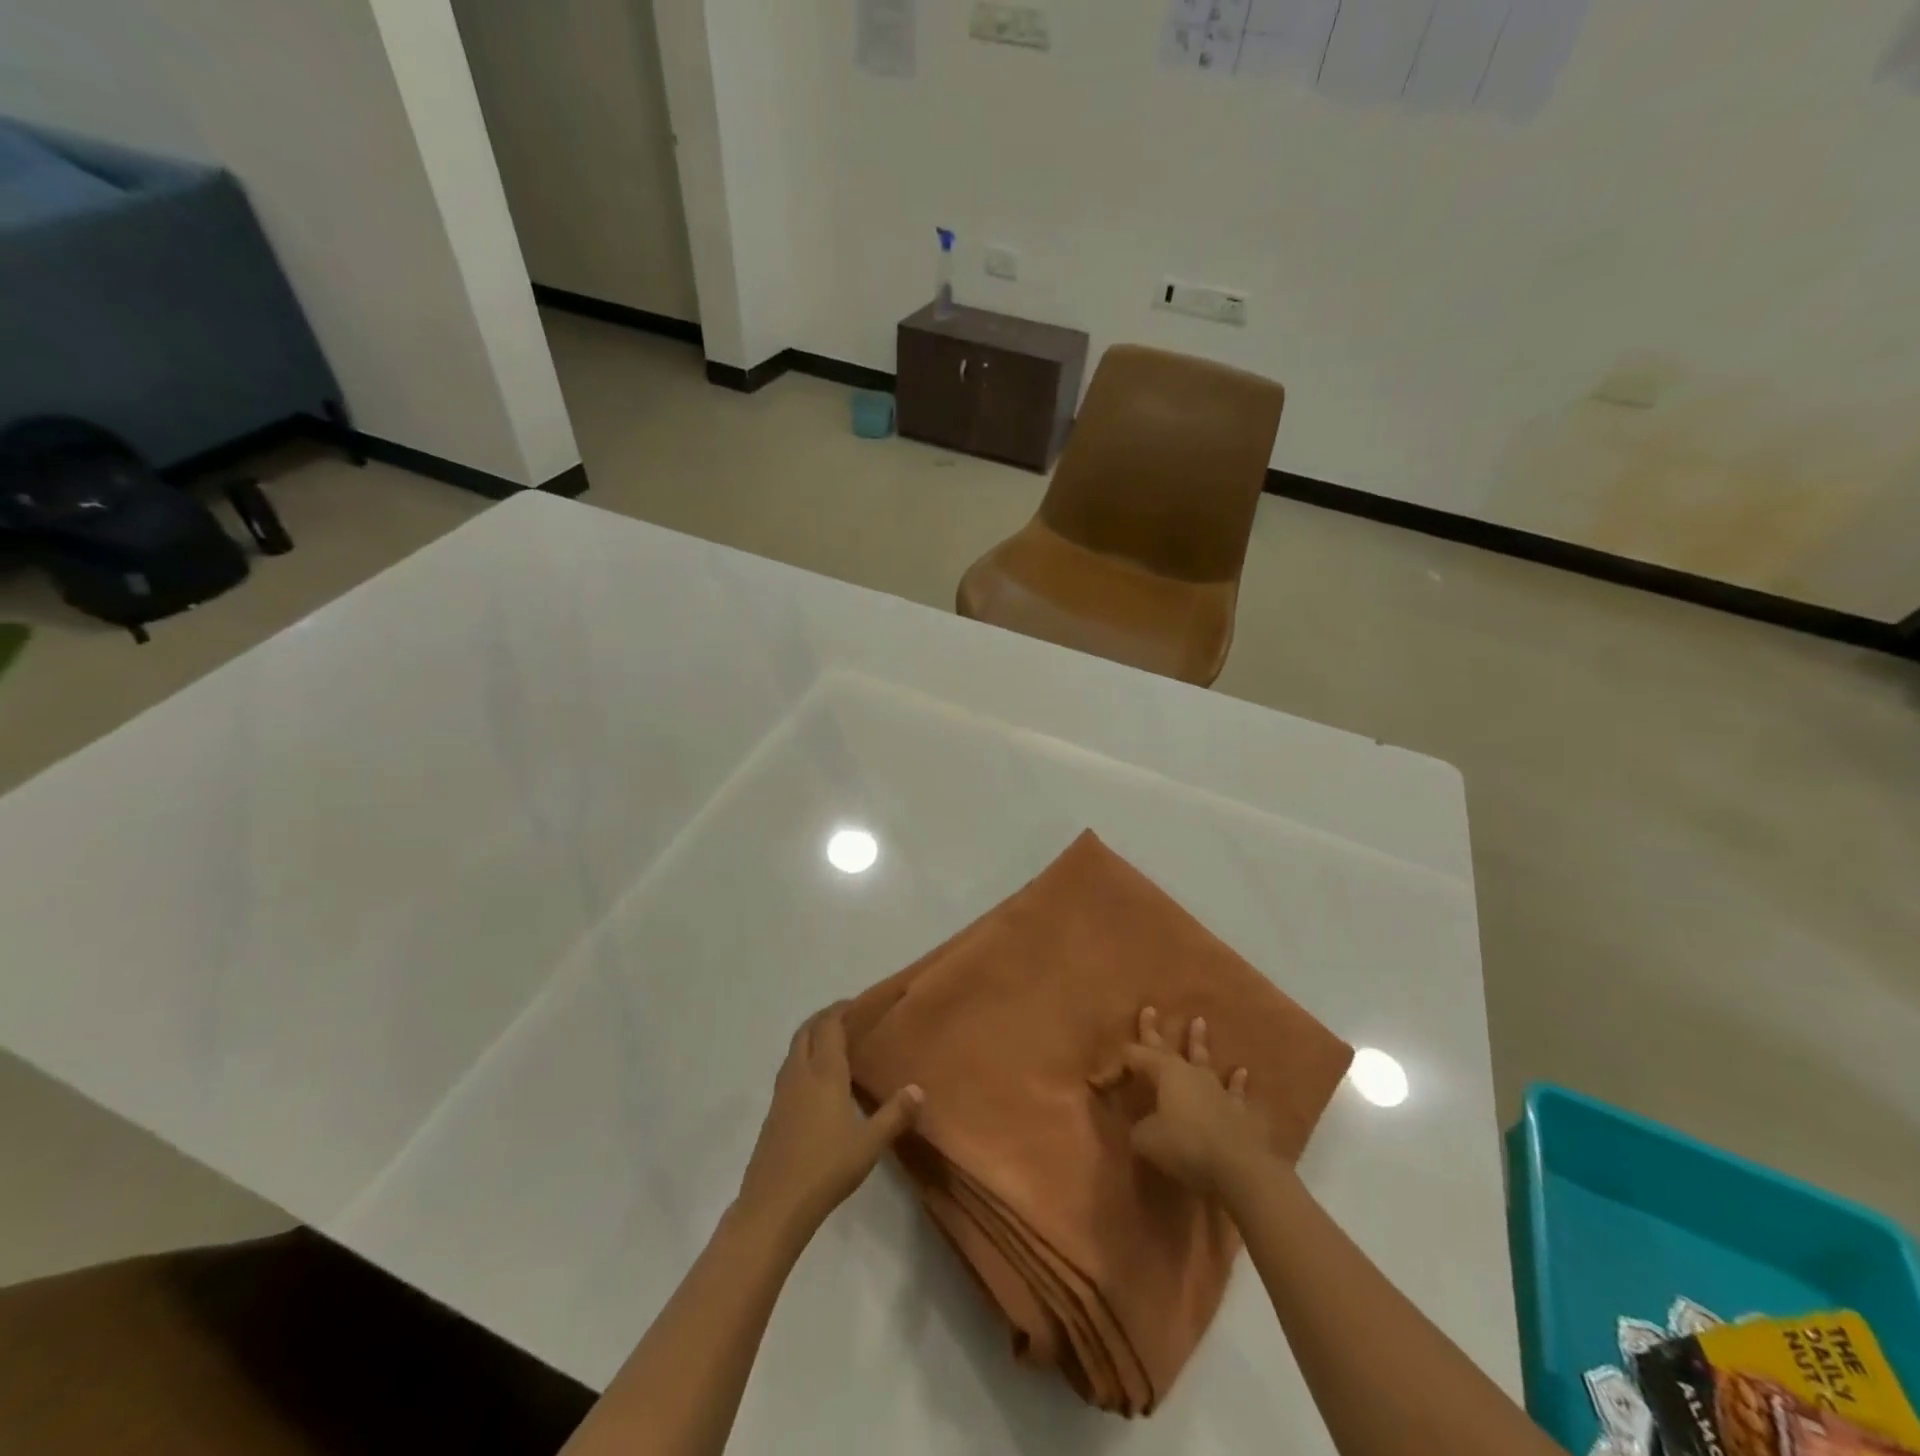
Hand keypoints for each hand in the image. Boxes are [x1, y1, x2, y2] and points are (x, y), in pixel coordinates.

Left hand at [734, 1004, 922, 1242]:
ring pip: (794, 1050)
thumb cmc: (825, 1169)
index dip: (841, 1009)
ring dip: (810, 1037)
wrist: (773, 1207)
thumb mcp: (869, 1144)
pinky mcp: (772, 1113)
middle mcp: (799, 1074)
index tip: (857, 1004)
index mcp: (824, 1073)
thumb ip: (895, 1114)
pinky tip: (816, 1082)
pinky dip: (802, 1060)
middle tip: (846, 1018)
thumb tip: (918, 1089)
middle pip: (806, 1031)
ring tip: (832, 1044)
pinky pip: (788, 1070)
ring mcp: (781, 1094)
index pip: (829, 1026)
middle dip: (823, 1018)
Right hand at [1092, 1006, 1272, 1197]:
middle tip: (1150, 1009)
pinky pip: (1235, 1091)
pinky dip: (1236, 1082)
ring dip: (1199, 1042)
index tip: (1097, 1083)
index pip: (1133, 1058)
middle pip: (1166, 1047)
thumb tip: (1142, 1128)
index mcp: (1164, 1073)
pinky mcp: (1239, 1110)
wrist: (1239, 1167)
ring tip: (1199, 1021)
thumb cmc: (1186, 1146)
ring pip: (1203, 1059)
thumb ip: (1139, 1129)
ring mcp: (1217, 1089)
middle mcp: (1190, 1073)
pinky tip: (1242, 1072)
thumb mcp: (1147, 1140)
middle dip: (1153, 1030)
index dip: (1114, 1068)